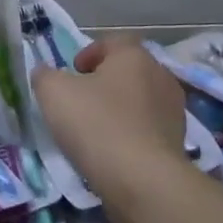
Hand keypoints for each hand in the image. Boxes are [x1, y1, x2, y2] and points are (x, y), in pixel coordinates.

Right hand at [31, 37, 185, 197]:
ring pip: (139, 100)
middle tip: (80, 100)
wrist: (142, 181)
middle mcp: (160, 76)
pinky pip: (148, 129)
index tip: (72, 73)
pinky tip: (113, 151)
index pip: (112, 42)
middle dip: (104, 82)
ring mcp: (174, 111)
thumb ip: (45, 76)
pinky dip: (131, 134)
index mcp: (134, 56)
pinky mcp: (178, 142)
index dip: (89, 53)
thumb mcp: (53, 93)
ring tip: (95, 129)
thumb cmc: (96, 124)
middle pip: (128, 71)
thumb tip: (45, 74)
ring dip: (119, 109)